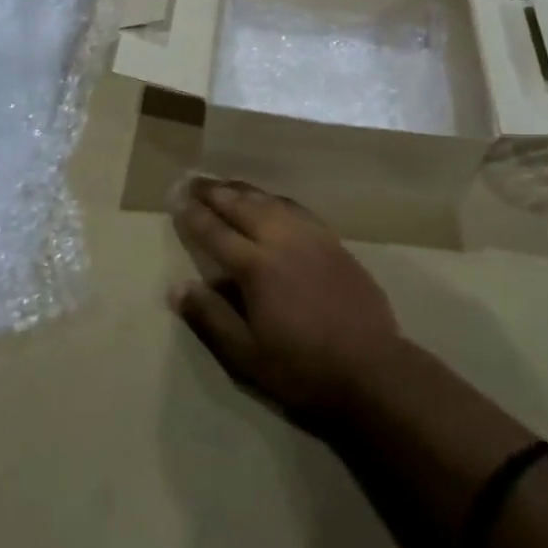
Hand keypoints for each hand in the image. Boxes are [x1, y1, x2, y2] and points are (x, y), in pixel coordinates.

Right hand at [169, 179, 405, 425]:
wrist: (371, 368)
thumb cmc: (302, 368)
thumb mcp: (246, 355)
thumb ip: (210, 317)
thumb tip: (177, 287)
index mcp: (256, 267)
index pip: (216, 232)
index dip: (193, 214)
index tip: (176, 197)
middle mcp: (282, 240)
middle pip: (242, 206)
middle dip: (214, 191)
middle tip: (193, 179)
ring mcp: (311, 237)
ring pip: (270, 201)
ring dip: (244, 190)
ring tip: (225, 183)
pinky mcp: (333, 242)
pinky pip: (297, 209)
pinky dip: (275, 199)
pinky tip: (271, 201)